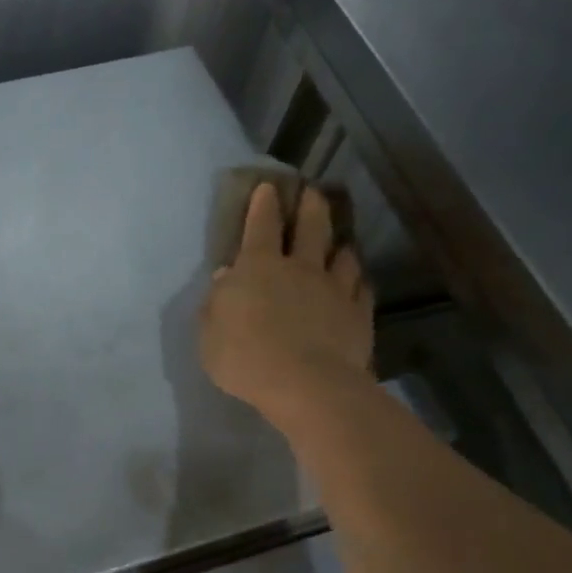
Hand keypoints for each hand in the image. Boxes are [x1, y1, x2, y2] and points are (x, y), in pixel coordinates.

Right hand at [200, 184, 372, 426]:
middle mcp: (299, 268)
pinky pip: (362, 287)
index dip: (263, 204)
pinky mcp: (359, 314)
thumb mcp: (210, 333)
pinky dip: (357, 279)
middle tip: (312, 192)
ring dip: (339, 245)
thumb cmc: (244, 357)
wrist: (305, 386)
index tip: (268, 186)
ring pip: (342, 255)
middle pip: (310, 228)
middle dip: (310, 206)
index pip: (260, 226)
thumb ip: (216, 302)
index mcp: (258, 268)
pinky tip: (357, 281)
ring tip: (339, 242)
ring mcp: (334, 289)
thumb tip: (227, 277)